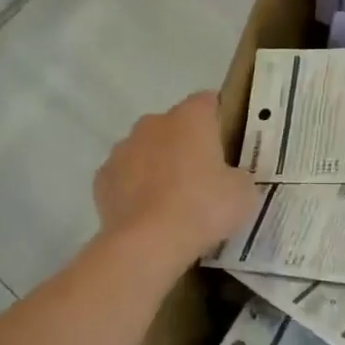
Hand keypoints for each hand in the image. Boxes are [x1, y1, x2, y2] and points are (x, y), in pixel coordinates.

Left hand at [94, 92, 258, 267]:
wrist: (148, 243)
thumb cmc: (203, 208)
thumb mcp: (243, 193)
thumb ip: (238, 176)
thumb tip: (229, 178)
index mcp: (190, 118)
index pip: (208, 101)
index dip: (219, 118)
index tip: (228, 142)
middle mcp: (152, 124)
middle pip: (174, 126)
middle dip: (186, 144)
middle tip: (204, 176)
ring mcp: (122, 150)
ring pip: (146, 150)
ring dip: (158, 165)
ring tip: (173, 200)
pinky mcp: (102, 179)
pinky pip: (125, 177)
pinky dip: (135, 189)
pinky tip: (148, 214)